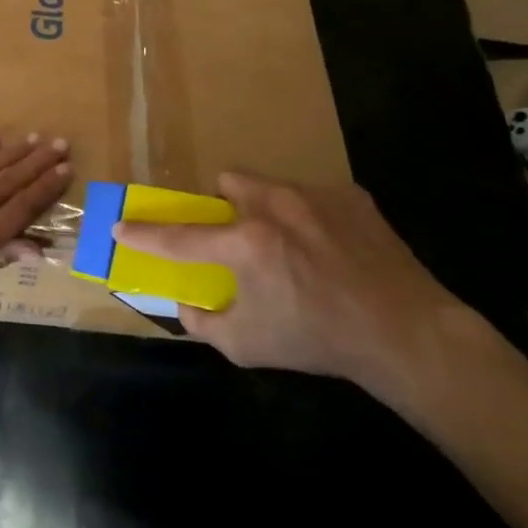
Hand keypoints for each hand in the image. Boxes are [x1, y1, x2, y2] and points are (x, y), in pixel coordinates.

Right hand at [115, 175, 470, 407]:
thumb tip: (187, 303)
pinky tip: (331, 249)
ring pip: (271, 185)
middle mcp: (276, 206)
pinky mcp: (352, 196)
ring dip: (265, 208)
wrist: (405, 333)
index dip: (145, 234)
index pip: (180, 237)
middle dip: (224, 205)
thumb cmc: (318, 341)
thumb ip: (205, 322)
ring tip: (290, 244)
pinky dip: (309, 217)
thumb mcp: (248, 345)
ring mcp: (317, 196)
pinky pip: (314, 196)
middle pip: (228, 182)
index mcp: (246, 244)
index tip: (122, 226)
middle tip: (238, 238)